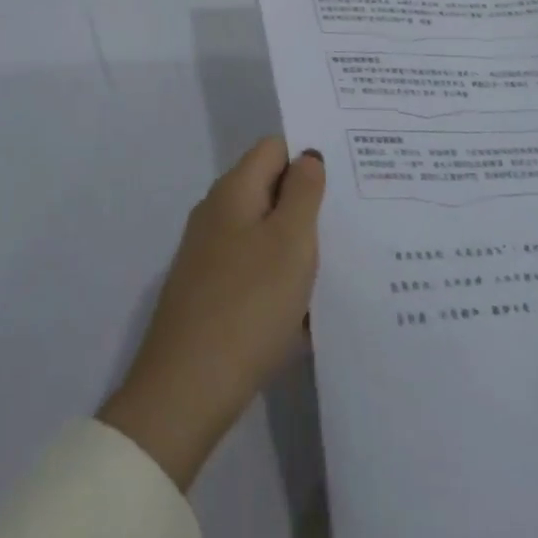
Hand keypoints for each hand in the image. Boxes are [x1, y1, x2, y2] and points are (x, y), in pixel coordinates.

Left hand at [98, 138, 324, 490]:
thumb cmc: (248, 304)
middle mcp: (216, 213)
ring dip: (297, 246)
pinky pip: (254, 270)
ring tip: (339, 265)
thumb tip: (307, 155)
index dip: (308, 155)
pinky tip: (307, 310)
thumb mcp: (290, 242)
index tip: (346, 177)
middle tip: (352, 221)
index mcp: (233, 191)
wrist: (186, 389)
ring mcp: (209, 254)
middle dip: (307, 203)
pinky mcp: (209, 293)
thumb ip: (303, 192)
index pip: (273, 147)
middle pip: (269, 189)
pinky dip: (280, 280)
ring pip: (264, 233)